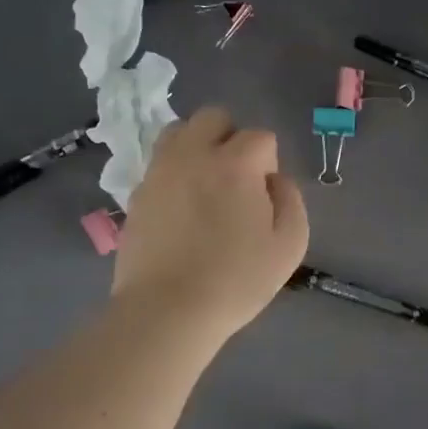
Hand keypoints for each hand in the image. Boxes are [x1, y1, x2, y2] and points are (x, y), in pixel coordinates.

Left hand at [113, 107, 309, 338]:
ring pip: (179, 131)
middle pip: (214, 117)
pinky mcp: (137, 192)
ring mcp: (160, 171)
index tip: (264, 197)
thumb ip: (290, 200)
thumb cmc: (236, 280)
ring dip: (197, 146)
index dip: (268, 164)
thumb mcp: (289, 246)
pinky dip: (174, 172)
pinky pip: (159, 163)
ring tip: (204, 183)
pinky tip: (181, 207)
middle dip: (231, 138)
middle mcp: (194, 154)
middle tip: (235, 179)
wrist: (166, 310)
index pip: (260, 137)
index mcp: (235, 163)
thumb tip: (275, 180)